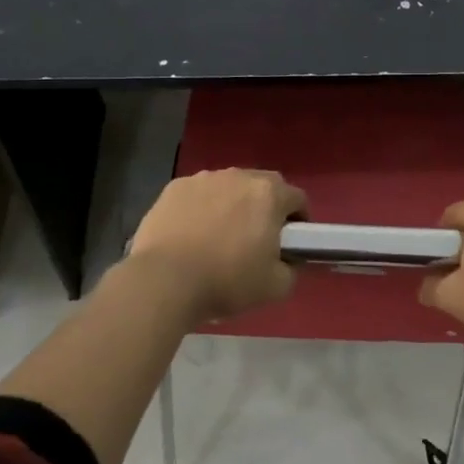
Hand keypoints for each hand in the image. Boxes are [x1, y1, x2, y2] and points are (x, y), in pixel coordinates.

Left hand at [128, 169, 306, 321]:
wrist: (164, 280)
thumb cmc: (226, 280)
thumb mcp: (275, 287)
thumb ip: (291, 269)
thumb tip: (286, 261)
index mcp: (269, 194)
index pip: (297, 198)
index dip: (299, 220)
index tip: (291, 242)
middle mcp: (238, 176)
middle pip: (263, 186)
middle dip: (265, 207)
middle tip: (257, 238)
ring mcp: (203, 179)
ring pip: (228, 187)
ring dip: (232, 205)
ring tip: (220, 236)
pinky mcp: (174, 188)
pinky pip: (198, 194)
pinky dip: (201, 208)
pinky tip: (192, 234)